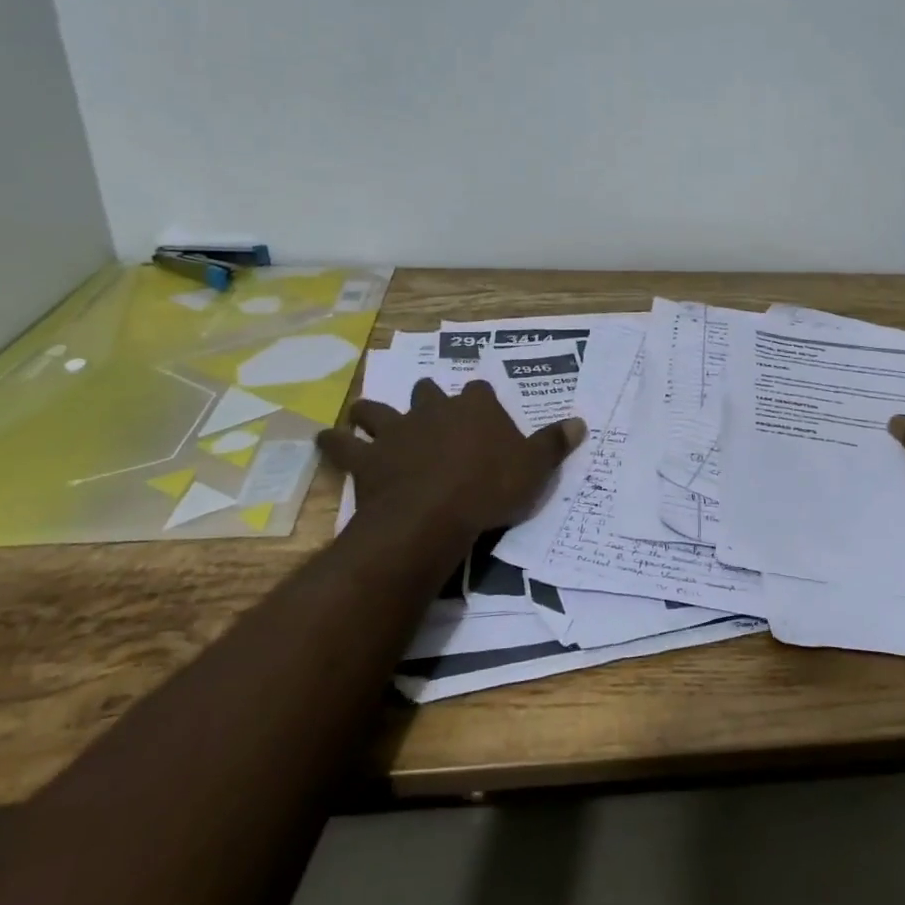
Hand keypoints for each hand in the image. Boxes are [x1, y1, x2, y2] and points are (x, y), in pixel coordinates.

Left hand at [317, 379, 585, 538]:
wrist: (434, 513)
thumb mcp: (535, 467)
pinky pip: (343, 446)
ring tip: (366, 414)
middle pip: (427, 392)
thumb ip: (555, 443)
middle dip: (427, 398)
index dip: (480, 400)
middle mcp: (433, 410)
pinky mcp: (368, 459)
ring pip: (379, 411)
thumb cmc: (490, 488)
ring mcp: (397, 431)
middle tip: (428, 408)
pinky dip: (333, 442)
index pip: (479, 391)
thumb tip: (581, 422)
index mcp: (474, 407)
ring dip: (372, 413)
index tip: (482, 408)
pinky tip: (323, 438)